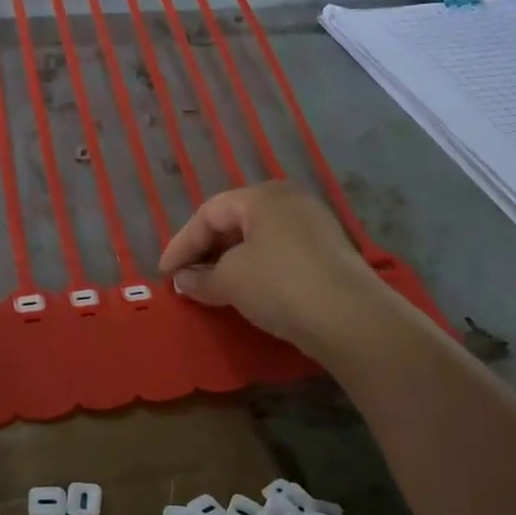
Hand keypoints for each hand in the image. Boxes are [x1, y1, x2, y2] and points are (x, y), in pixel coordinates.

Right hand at [159, 182, 389, 356]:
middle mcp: (289, 201)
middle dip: (205, 251)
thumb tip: (184, 281)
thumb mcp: (231, 281)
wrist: (350, 318)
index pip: (209, 213)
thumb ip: (201, 278)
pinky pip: (278, 253)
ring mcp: (313, 226)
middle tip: (185, 279)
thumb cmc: (280, 285)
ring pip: (257, 239)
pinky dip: (255, 269)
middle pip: (234, 221)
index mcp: (262, 196)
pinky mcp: (327, 253)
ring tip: (211, 288)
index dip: (181, 244)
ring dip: (229, 262)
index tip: (165, 274)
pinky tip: (246, 292)